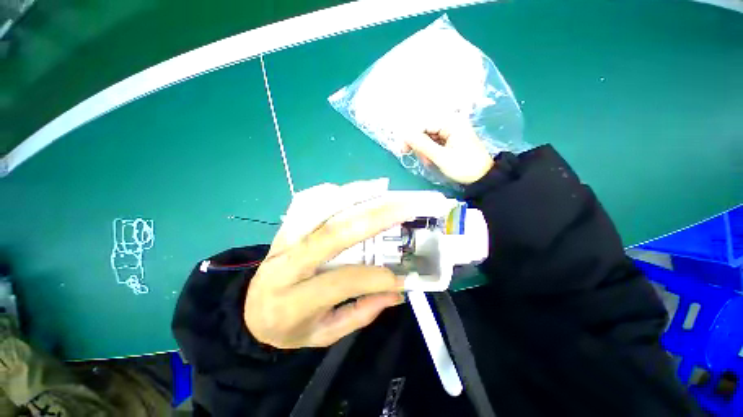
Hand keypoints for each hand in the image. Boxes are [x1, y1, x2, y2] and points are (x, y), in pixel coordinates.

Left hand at [244, 188, 415, 348]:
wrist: (251, 310)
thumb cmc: (289, 327)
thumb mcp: (324, 334)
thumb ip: (360, 313)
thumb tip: (395, 292)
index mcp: (293, 301)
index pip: (340, 282)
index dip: (374, 278)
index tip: (402, 277)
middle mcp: (286, 265)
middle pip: (332, 235)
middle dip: (372, 219)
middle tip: (402, 209)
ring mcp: (283, 241)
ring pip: (319, 210)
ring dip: (353, 196)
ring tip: (381, 188)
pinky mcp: (284, 229)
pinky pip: (306, 203)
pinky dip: (331, 193)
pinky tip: (353, 190)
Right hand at [403, 120, 494, 183]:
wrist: (483, 177)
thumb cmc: (464, 166)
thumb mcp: (441, 157)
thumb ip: (422, 145)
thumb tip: (405, 135)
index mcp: (451, 123)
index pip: (424, 124)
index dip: (411, 136)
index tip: (403, 150)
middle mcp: (451, 123)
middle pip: (426, 131)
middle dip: (421, 146)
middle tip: (423, 160)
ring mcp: (451, 131)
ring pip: (429, 138)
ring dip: (426, 151)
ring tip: (430, 163)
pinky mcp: (451, 139)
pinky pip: (435, 143)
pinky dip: (431, 152)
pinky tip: (433, 161)